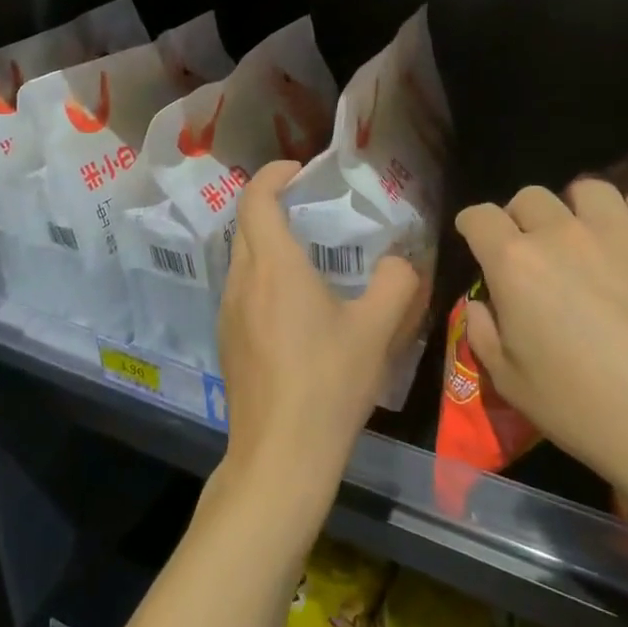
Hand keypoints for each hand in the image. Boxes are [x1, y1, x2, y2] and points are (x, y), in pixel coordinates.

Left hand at [215, 161, 421, 511]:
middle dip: (271, 204)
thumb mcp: (376, 330)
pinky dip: (262, 275)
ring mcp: (228, 312)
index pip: (256, 198)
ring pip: (241, 257)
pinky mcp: (227, 341)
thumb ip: (397, 283)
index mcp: (273, 265)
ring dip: (266, 242)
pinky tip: (294, 305)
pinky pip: (241, 288)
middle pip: (245, 224)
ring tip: (307, 254)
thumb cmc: (328, 383)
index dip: (273, 174)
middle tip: (310, 207)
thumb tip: (400, 261)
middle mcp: (241, 280)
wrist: (280, 455)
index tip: (300, 171)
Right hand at [454, 181, 627, 574]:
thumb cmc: (585, 409)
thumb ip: (482, 333)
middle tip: (534, 249)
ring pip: (586, 188)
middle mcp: (561, 232)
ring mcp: (618, 228)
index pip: (479, 217)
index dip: (473, 225)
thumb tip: (480, 304)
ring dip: (577, 209)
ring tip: (587, 236)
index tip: (476, 238)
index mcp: (514, 263)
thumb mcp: (510, 383)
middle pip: (529, 197)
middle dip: (521, 218)